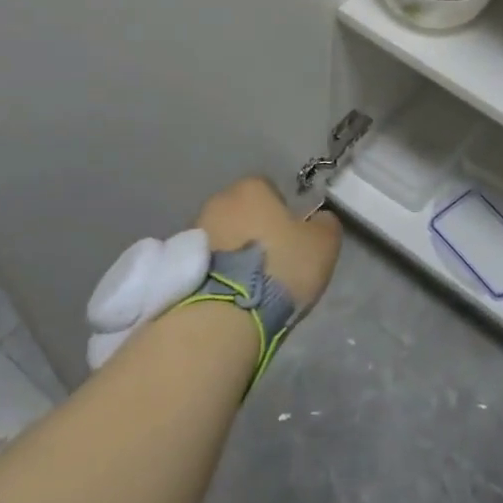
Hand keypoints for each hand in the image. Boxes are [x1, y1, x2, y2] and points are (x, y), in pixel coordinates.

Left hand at [195, 177, 341, 310]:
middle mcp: (218, 201)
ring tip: (248, 283)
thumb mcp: (323, 244)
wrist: (226, 314)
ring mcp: (193, 231)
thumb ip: (325, 224)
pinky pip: (205, 261)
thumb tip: (320, 219)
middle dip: (253, 229)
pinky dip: (216, 271)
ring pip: (221, 236)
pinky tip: (229, 294)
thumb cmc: (280, 267)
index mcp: (252, 188)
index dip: (282, 211)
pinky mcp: (177, 264)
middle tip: (271, 260)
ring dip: (232, 251)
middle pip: (242, 211)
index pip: (269, 188)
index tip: (291, 237)